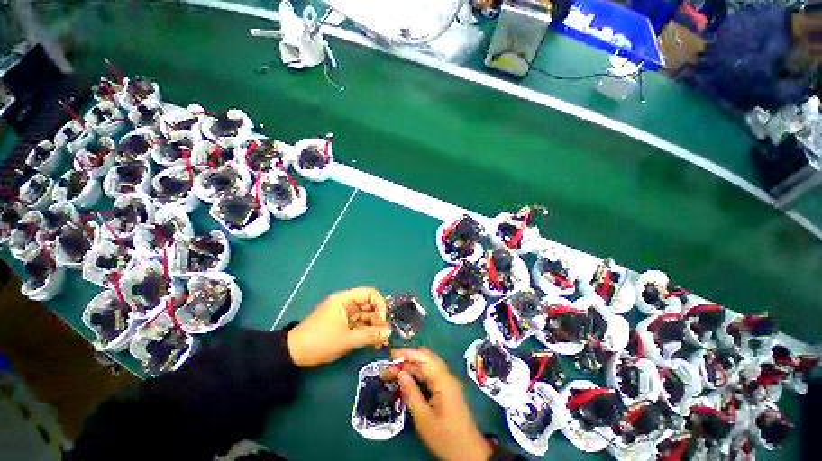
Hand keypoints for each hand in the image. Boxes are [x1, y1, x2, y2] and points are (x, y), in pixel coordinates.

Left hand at [287, 287, 390, 366]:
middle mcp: (347, 303)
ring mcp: (345, 314)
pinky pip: (359, 324)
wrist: (293, 354)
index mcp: (345, 299)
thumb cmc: (320, 341)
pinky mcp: (343, 324)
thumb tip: (389, 333)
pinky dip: (366, 331)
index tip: (382, 321)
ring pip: (365, 315)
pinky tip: (373, 342)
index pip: (370, 293)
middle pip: (369, 305)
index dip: (380, 305)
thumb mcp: (346, 339)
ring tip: (380, 342)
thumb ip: (369, 335)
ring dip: (374, 327)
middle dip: (378, 318)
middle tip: (383, 334)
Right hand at [383, 349, 491, 460]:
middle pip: (426, 359)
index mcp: (443, 380)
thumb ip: (411, 392)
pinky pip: (431, 376)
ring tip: (395, 371)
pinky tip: (408, 379)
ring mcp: (448, 383)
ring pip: (428, 367)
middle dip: (408, 359)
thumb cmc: (445, 437)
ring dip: (412, 366)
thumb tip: (400, 373)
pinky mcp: (447, 390)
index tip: (391, 354)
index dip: (407, 354)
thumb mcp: (424, 418)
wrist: (469, 454)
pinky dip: (418, 374)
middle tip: (390, 363)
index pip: (423, 358)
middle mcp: (446, 376)